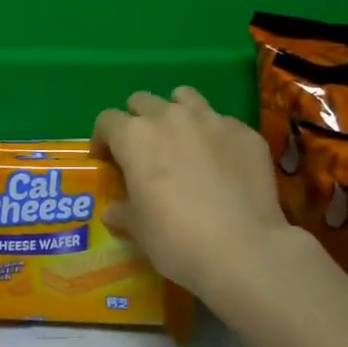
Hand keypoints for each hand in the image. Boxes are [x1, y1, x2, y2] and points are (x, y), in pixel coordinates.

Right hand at [91, 86, 291, 300]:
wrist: (243, 249)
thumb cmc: (177, 240)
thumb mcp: (139, 230)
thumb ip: (124, 212)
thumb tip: (114, 211)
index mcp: (135, 137)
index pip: (107, 120)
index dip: (102, 138)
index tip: (105, 159)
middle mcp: (171, 117)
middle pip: (143, 101)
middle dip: (137, 120)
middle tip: (144, 150)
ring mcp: (212, 120)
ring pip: (185, 97)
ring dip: (176, 113)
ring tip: (182, 141)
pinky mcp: (245, 132)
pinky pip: (222, 122)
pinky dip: (214, 136)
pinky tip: (222, 163)